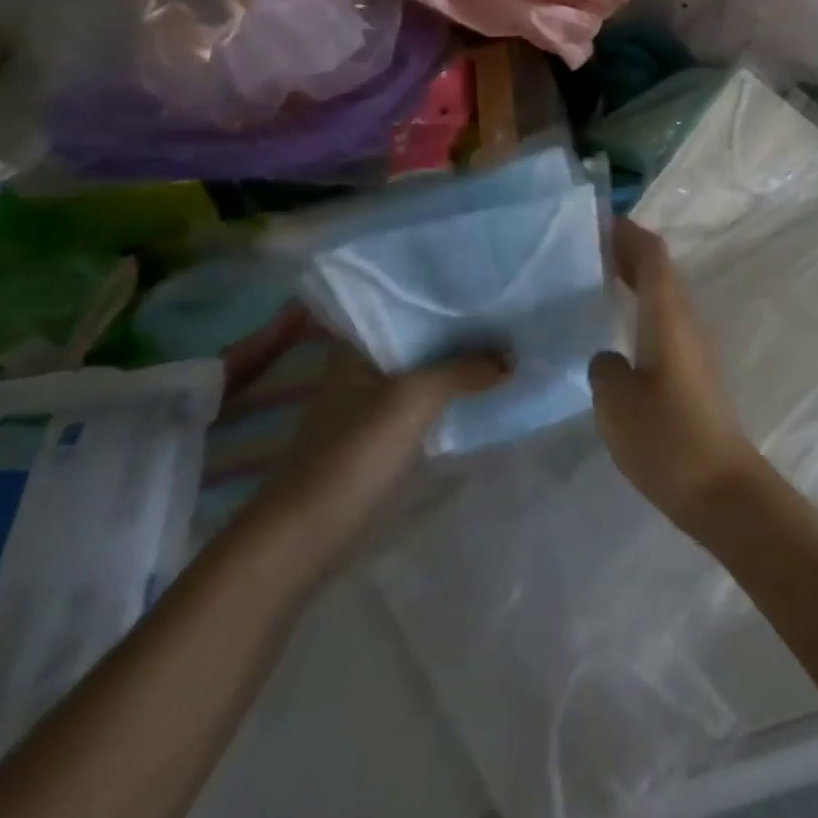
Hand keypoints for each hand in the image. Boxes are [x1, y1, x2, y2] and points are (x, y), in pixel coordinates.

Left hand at [224, 305, 509, 565]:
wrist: (307, 536)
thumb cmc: (352, 454)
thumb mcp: (413, 399)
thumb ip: (463, 370)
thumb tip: (511, 358)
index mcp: (356, 348)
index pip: (400, 305)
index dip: (440, 293)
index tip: (481, 281)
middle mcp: (362, 368)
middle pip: (418, 338)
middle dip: (458, 328)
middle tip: (506, 310)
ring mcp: (372, 404)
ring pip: (424, 370)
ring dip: (458, 362)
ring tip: (506, 343)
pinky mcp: (383, 437)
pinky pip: (426, 402)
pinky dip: (452, 394)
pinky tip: (484, 389)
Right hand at [589, 221, 765, 529]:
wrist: (719, 488)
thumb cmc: (666, 438)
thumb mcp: (616, 402)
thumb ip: (604, 369)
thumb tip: (608, 358)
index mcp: (668, 316)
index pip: (652, 257)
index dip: (628, 233)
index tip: (599, 220)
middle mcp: (685, 322)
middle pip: (659, 272)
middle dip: (627, 253)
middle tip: (587, 247)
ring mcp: (693, 348)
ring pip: (662, 297)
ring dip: (634, 281)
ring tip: (595, 280)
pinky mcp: (692, 373)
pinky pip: (663, 322)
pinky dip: (639, 309)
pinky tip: (616, 329)